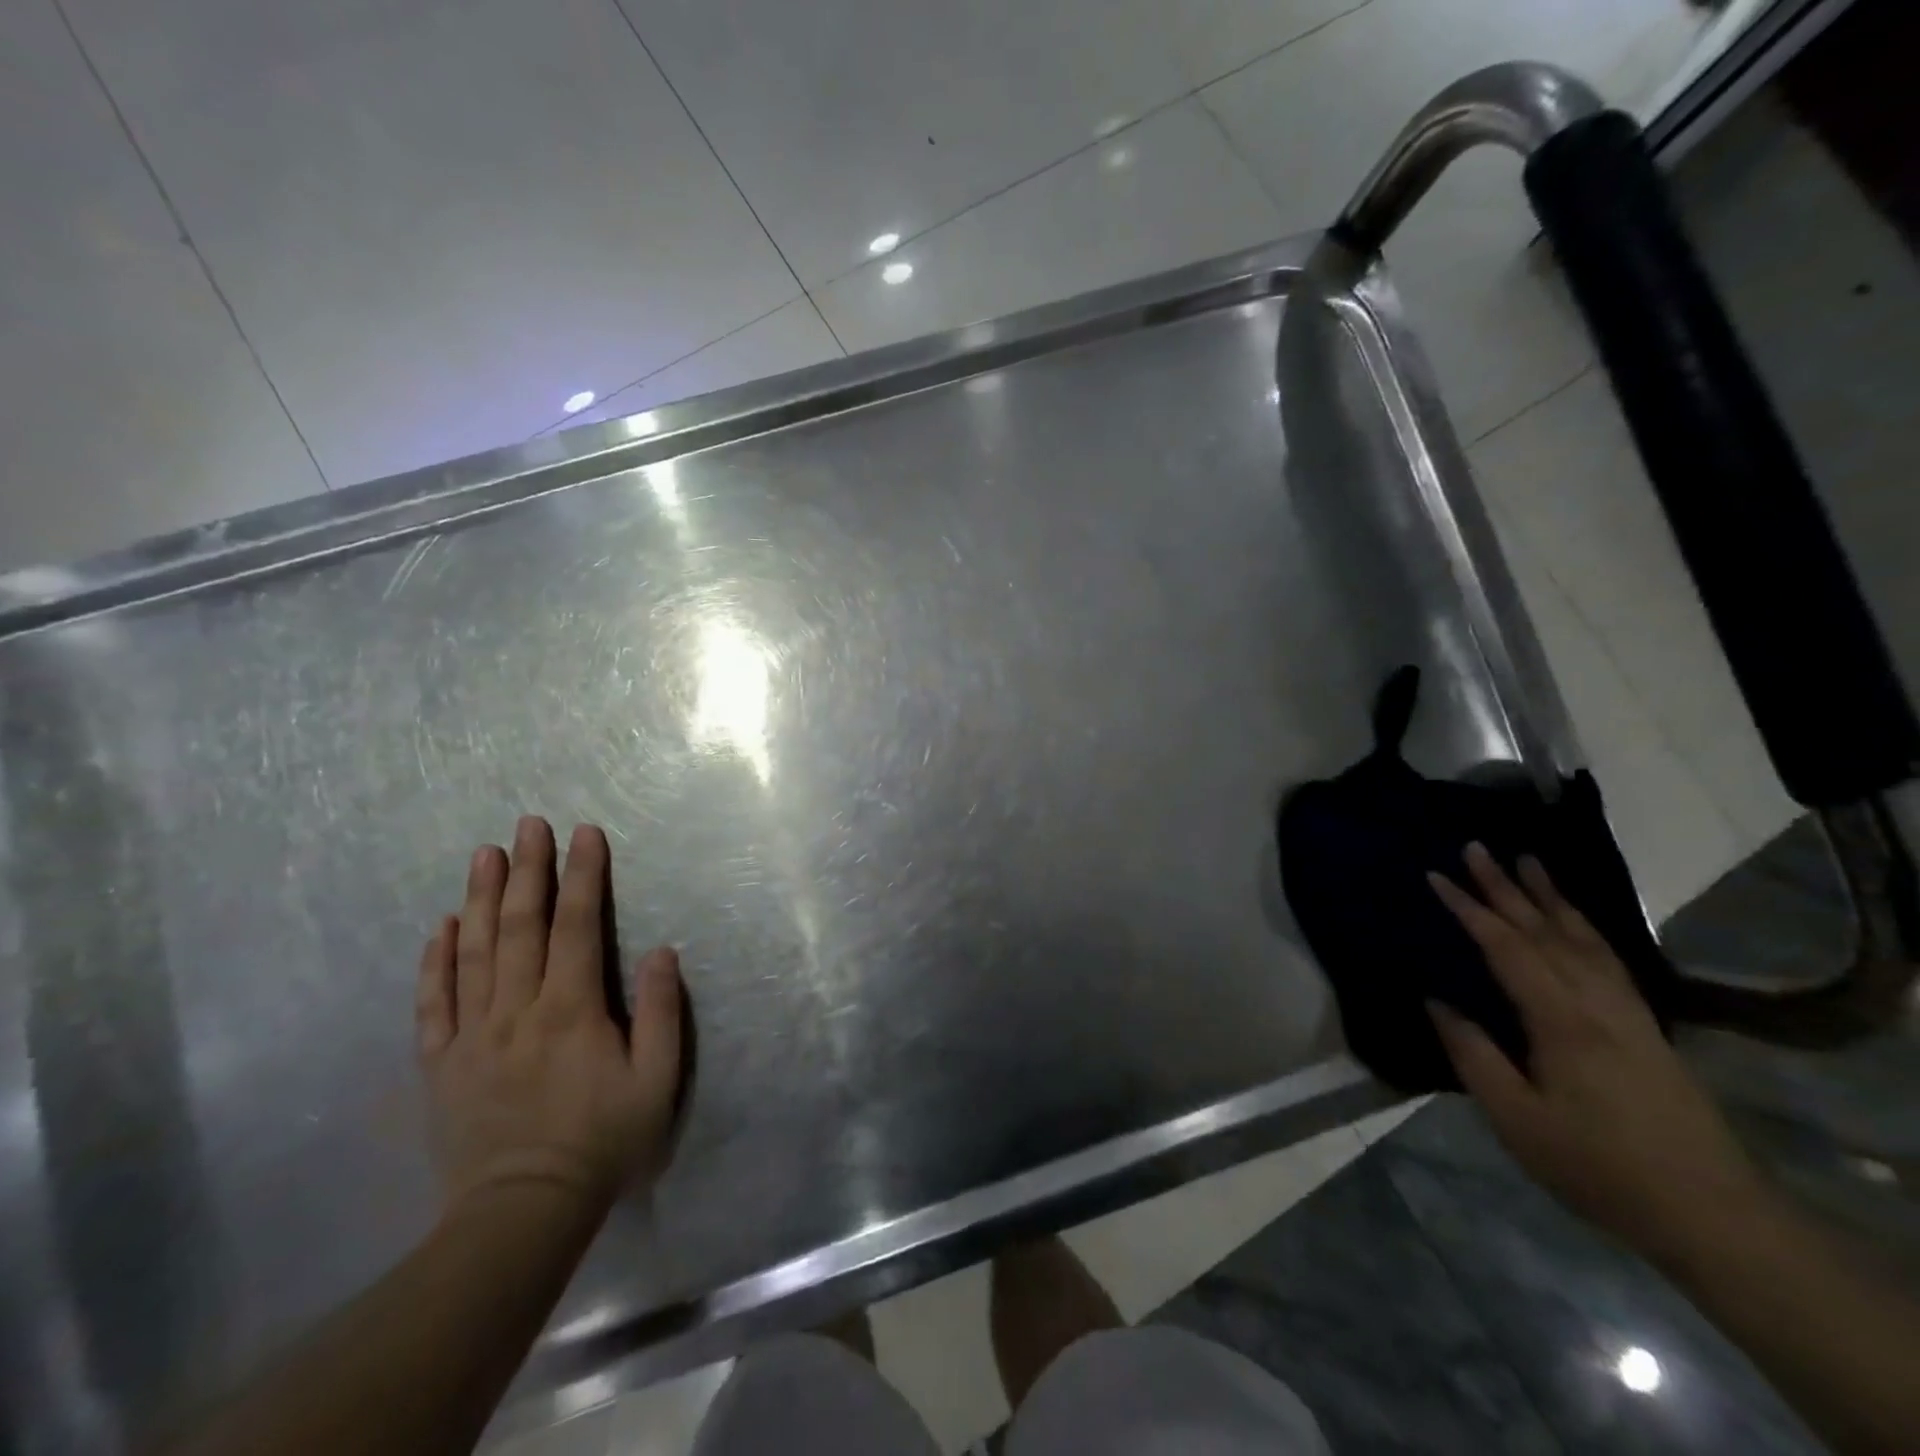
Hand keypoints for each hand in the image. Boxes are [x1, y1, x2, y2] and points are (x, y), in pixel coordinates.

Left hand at [416, 817, 683, 1216]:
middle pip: (521, 927)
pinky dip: (435, 961)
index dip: (582, 876)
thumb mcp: (656, 1082)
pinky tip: (442, 926)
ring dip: (482, 899)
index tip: (585, 833)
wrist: (521, 1214)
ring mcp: (472, 1035)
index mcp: (571, 1010)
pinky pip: (433, 1003)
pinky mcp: (442, 1064)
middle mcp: (517, 1010)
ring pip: (475, 953)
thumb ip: (661, 1013)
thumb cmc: (602, 1143)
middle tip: (528, 825)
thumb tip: (661, 951)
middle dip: (528, 871)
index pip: (577, 926)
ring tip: (484, 855)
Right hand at [1427, 843, 1760, 1263]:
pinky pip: (1608, 957)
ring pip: (1583, 937)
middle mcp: (1597, 1001)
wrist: (1710, 1213)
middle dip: (1506, 886)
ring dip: (1551, 896)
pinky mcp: (1645, 1026)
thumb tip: (1436, 1000)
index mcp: (1561, 1019)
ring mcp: (1628, 1010)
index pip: (1507, 946)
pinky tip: (1575, 919)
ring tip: (1528, 861)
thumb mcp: (1516, 1117)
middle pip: (1545, 929)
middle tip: (1476, 846)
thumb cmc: (1597, 1165)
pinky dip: (1585, 926)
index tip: (1436, 875)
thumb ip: (1472, 1053)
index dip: (1469, 909)